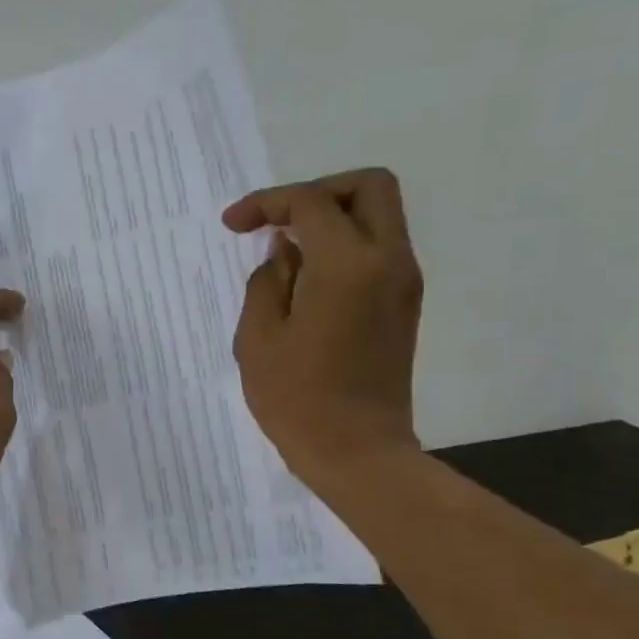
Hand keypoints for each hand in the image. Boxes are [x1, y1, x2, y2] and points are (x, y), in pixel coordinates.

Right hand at [225, 169, 423, 489]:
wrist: (357, 452)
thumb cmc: (297, 400)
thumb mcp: (258, 338)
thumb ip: (268, 281)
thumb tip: (286, 252)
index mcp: (348, 265)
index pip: (311, 204)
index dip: (267, 203)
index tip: (233, 225)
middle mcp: (388, 261)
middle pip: (368, 187)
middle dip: (318, 191)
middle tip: (278, 220)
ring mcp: (403, 282)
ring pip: (379, 215)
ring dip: (333, 218)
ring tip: (287, 251)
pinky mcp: (404, 304)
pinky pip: (379, 249)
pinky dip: (345, 245)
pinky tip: (307, 278)